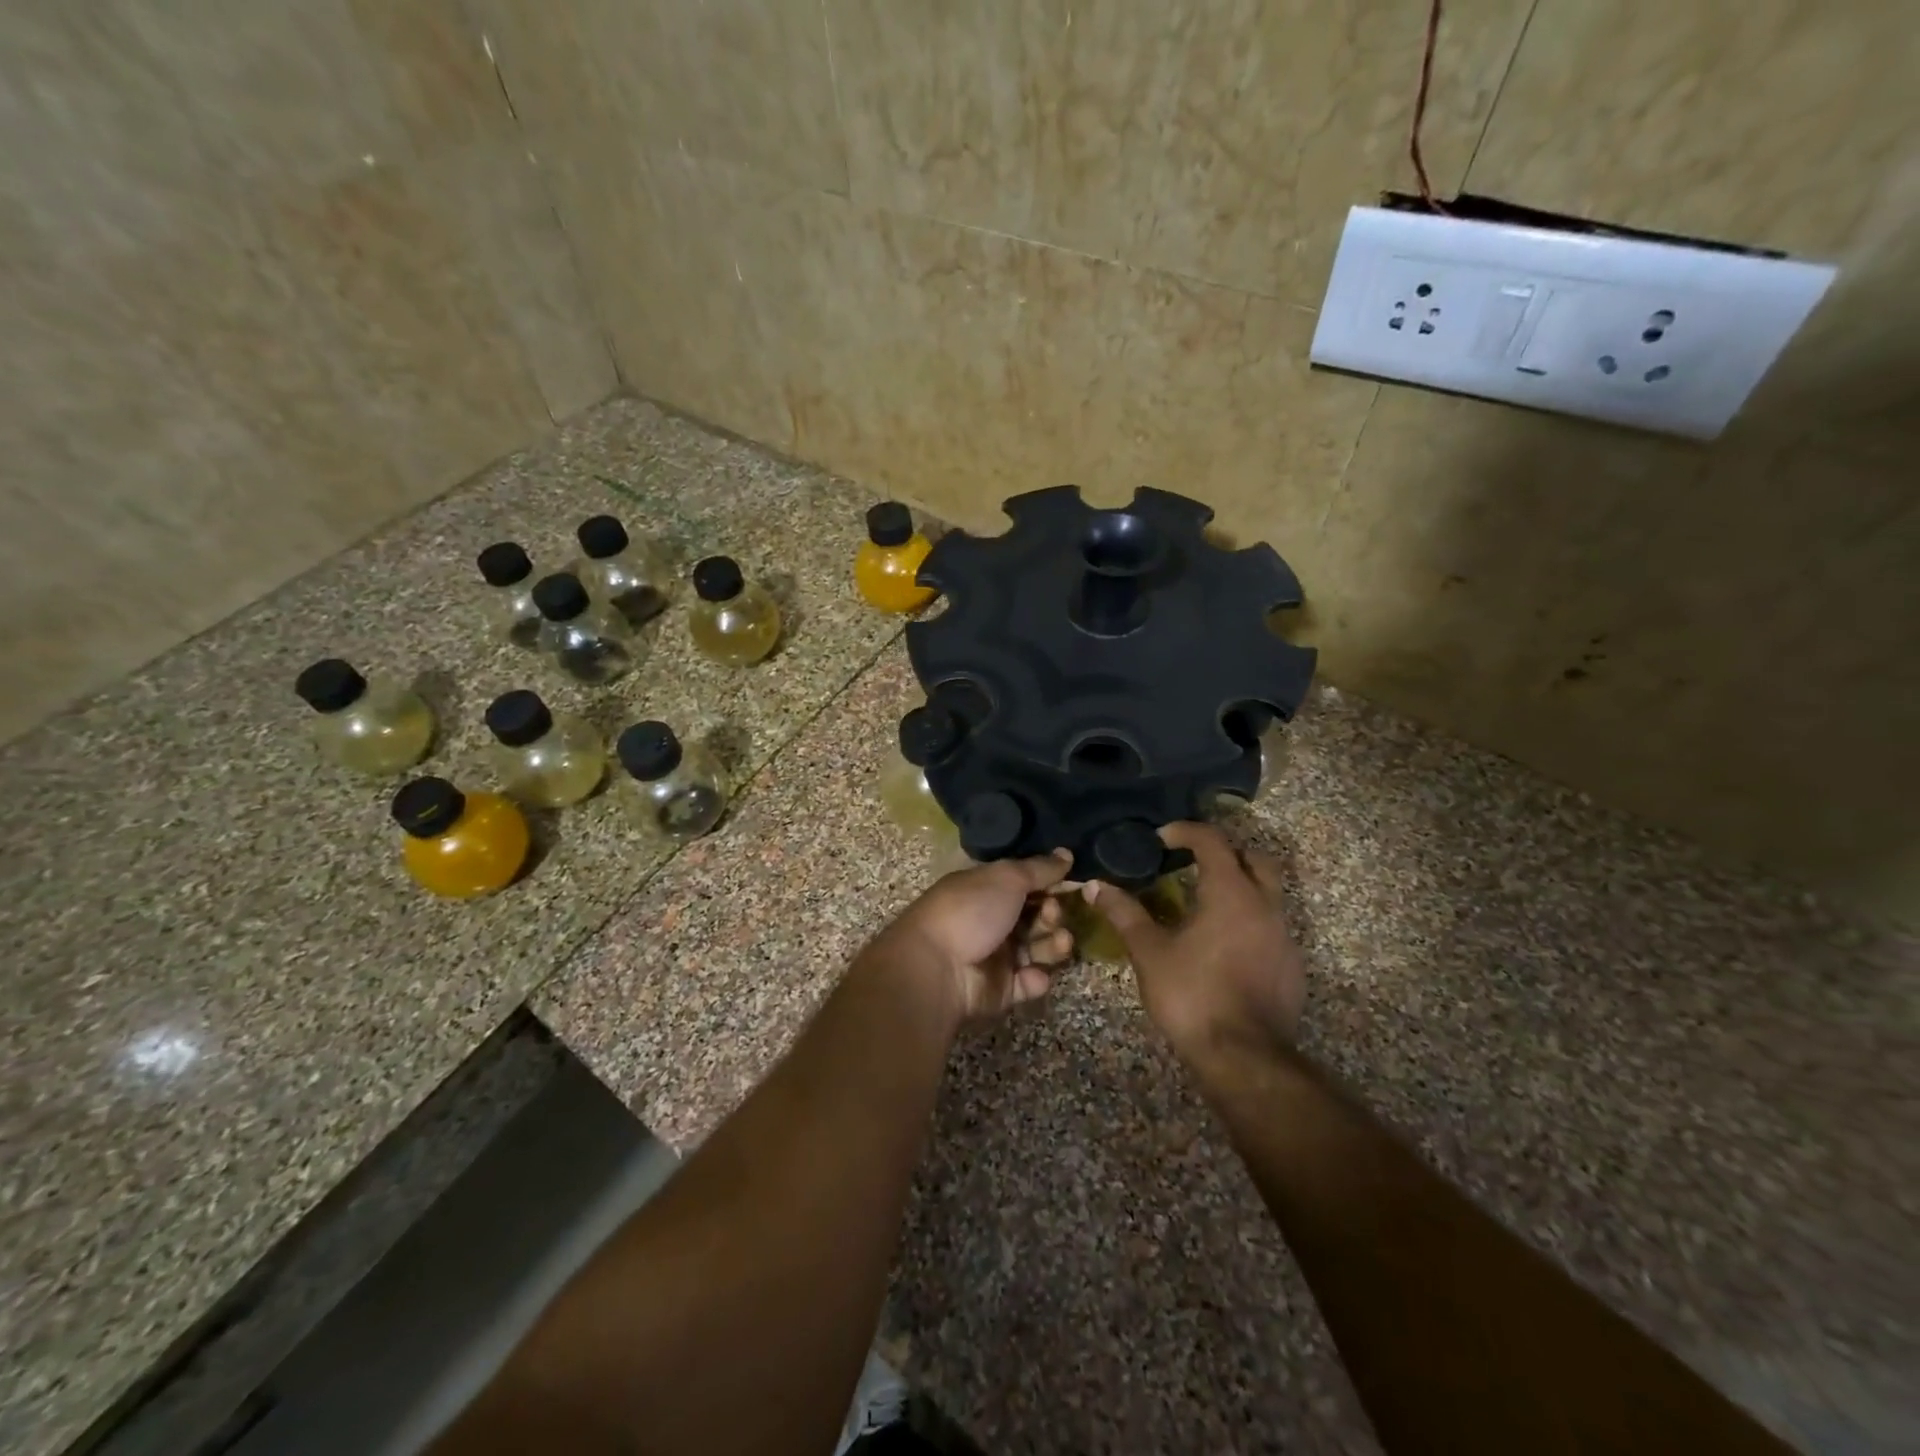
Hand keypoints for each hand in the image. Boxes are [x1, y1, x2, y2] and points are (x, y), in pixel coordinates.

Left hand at [870, 852, 1076, 1023]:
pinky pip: (1027, 982)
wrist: (936, 967)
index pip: (1026, 884)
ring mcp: (996, 956)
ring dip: (1053, 945)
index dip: (1050, 884)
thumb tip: (1067, 854)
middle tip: (1052, 913)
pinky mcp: (1000, 990)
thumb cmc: (970, 911)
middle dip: (1052, 914)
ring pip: (1037, 949)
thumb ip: (1040, 868)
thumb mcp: (1006, 878)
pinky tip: (1035, 975)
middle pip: (1036, 917)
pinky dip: (1035, 979)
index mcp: (987, 890)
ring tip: (1060, 942)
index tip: (1071, 882)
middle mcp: (992, 921)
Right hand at [1085, 823, 1305, 1064]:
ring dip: (1239, 888)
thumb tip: (1094, 886)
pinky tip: (1223, 946)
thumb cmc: (1192, 995)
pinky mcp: (1292, 967)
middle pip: (1254, 859)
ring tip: (1203, 906)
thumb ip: (1124, 913)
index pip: (1212, 841)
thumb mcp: (1149, 952)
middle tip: (1193, 864)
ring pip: (1268, 894)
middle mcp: (1265, 906)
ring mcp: (1284, 937)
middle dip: (1225, 853)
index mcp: (1231, 893)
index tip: (1161, 838)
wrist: (1245, 1058)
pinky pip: (1272, 928)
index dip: (1185, 831)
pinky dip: (1249, 922)